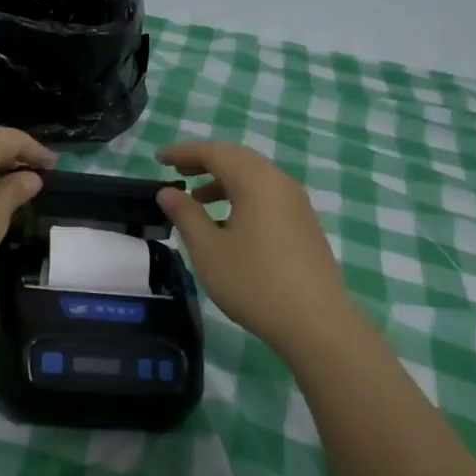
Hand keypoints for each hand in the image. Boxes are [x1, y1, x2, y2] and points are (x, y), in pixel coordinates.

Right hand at [158, 141, 359, 356]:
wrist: (316, 322)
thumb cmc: (254, 282)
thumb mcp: (208, 249)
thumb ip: (186, 215)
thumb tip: (168, 191)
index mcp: (256, 181)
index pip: (215, 152)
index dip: (184, 152)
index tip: (159, 158)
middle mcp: (280, 183)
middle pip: (238, 158)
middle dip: (205, 161)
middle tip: (177, 171)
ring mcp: (297, 203)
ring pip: (255, 178)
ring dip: (223, 181)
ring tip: (197, 199)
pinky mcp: (305, 224)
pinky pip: (268, 195)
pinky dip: (242, 196)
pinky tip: (228, 223)